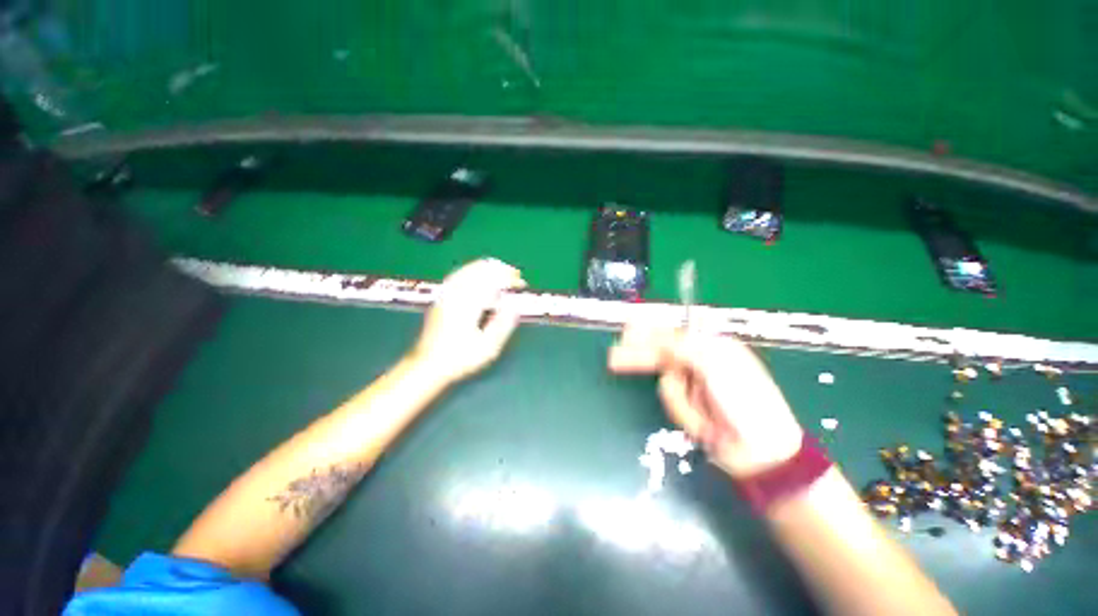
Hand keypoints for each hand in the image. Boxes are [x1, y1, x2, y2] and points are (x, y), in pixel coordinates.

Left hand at [409, 259, 526, 385]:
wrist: (426, 364)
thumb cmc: (460, 358)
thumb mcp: (487, 347)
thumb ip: (503, 324)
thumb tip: (516, 305)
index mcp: (468, 304)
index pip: (493, 280)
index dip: (510, 279)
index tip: (521, 284)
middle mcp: (456, 293)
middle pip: (481, 269)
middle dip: (501, 269)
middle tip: (516, 277)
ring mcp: (446, 292)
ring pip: (469, 268)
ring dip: (489, 268)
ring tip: (503, 272)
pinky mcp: (442, 296)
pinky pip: (460, 273)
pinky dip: (474, 270)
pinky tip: (480, 275)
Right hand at [609, 327, 803, 478]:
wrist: (759, 453)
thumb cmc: (745, 401)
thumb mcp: (715, 365)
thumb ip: (682, 346)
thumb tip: (658, 336)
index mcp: (711, 346)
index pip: (671, 333)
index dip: (647, 331)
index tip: (626, 331)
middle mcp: (700, 363)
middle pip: (660, 354)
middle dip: (637, 355)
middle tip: (613, 358)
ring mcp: (694, 386)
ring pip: (666, 382)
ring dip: (680, 400)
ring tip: (703, 418)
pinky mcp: (689, 406)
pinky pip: (672, 402)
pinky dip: (683, 412)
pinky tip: (703, 424)